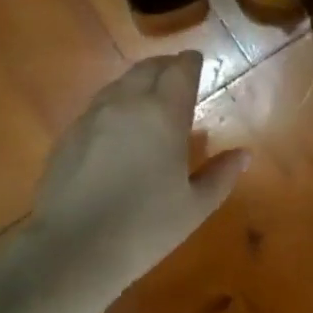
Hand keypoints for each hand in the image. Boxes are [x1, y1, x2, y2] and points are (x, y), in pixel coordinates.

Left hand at [29, 52, 247, 293]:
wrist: (73, 250)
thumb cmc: (145, 227)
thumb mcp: (195, 206)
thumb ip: (222, 175)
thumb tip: (244, 154)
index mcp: (163, 113)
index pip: (180, 70)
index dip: (191, 62)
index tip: (197, 62)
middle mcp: (127, 103)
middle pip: (147, 68)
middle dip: (165, 66)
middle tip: (176, 74)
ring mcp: (92, 117)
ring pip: (119, 84)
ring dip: (138, 82)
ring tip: (148, 97)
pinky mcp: (68, 135)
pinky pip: (97, 106)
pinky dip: (114, 104)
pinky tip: (118, 127)